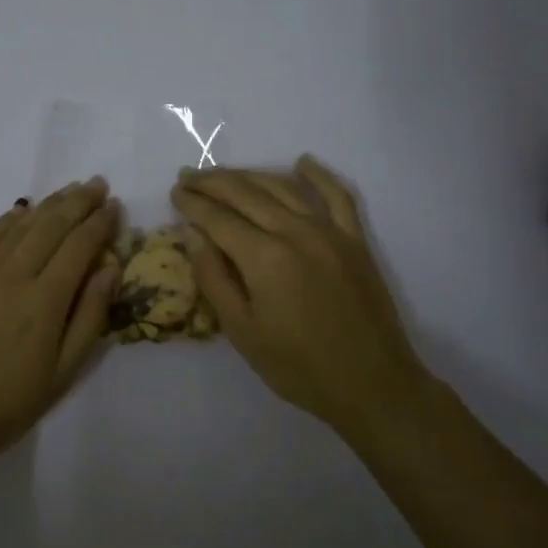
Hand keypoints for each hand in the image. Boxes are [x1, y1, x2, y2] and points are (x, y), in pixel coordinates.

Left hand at [0, 178, 118, 470]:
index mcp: (45, 300)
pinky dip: (12, 218)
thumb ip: (90, 316)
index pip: (80, 246)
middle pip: (52, 224)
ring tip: (70, 190)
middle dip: (79, 201)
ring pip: (22, 224)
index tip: (115, 206)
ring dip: (49, 204)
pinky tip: (25, 211)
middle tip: (98, 184)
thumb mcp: (63, 373)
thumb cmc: (7, 404)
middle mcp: (13, 274)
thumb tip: (110, 268)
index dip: (100, 223)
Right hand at [172, 156, 429, 437]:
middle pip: (245, 193)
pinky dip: (318, 176)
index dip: (193, 203)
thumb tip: (193, 233)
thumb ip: (213, 277)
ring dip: (249, 175)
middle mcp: (295, 231)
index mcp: (264, 257)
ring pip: (282, 187)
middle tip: (189, 177)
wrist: (372, 385)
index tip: (174, 192)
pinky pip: (336, 196)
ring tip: (225, 174)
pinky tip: (301, 163)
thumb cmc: (298, 367)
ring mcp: (329, 231)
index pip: (218, 217)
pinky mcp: (354, 239)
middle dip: (213, 183)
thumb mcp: (242, 331)